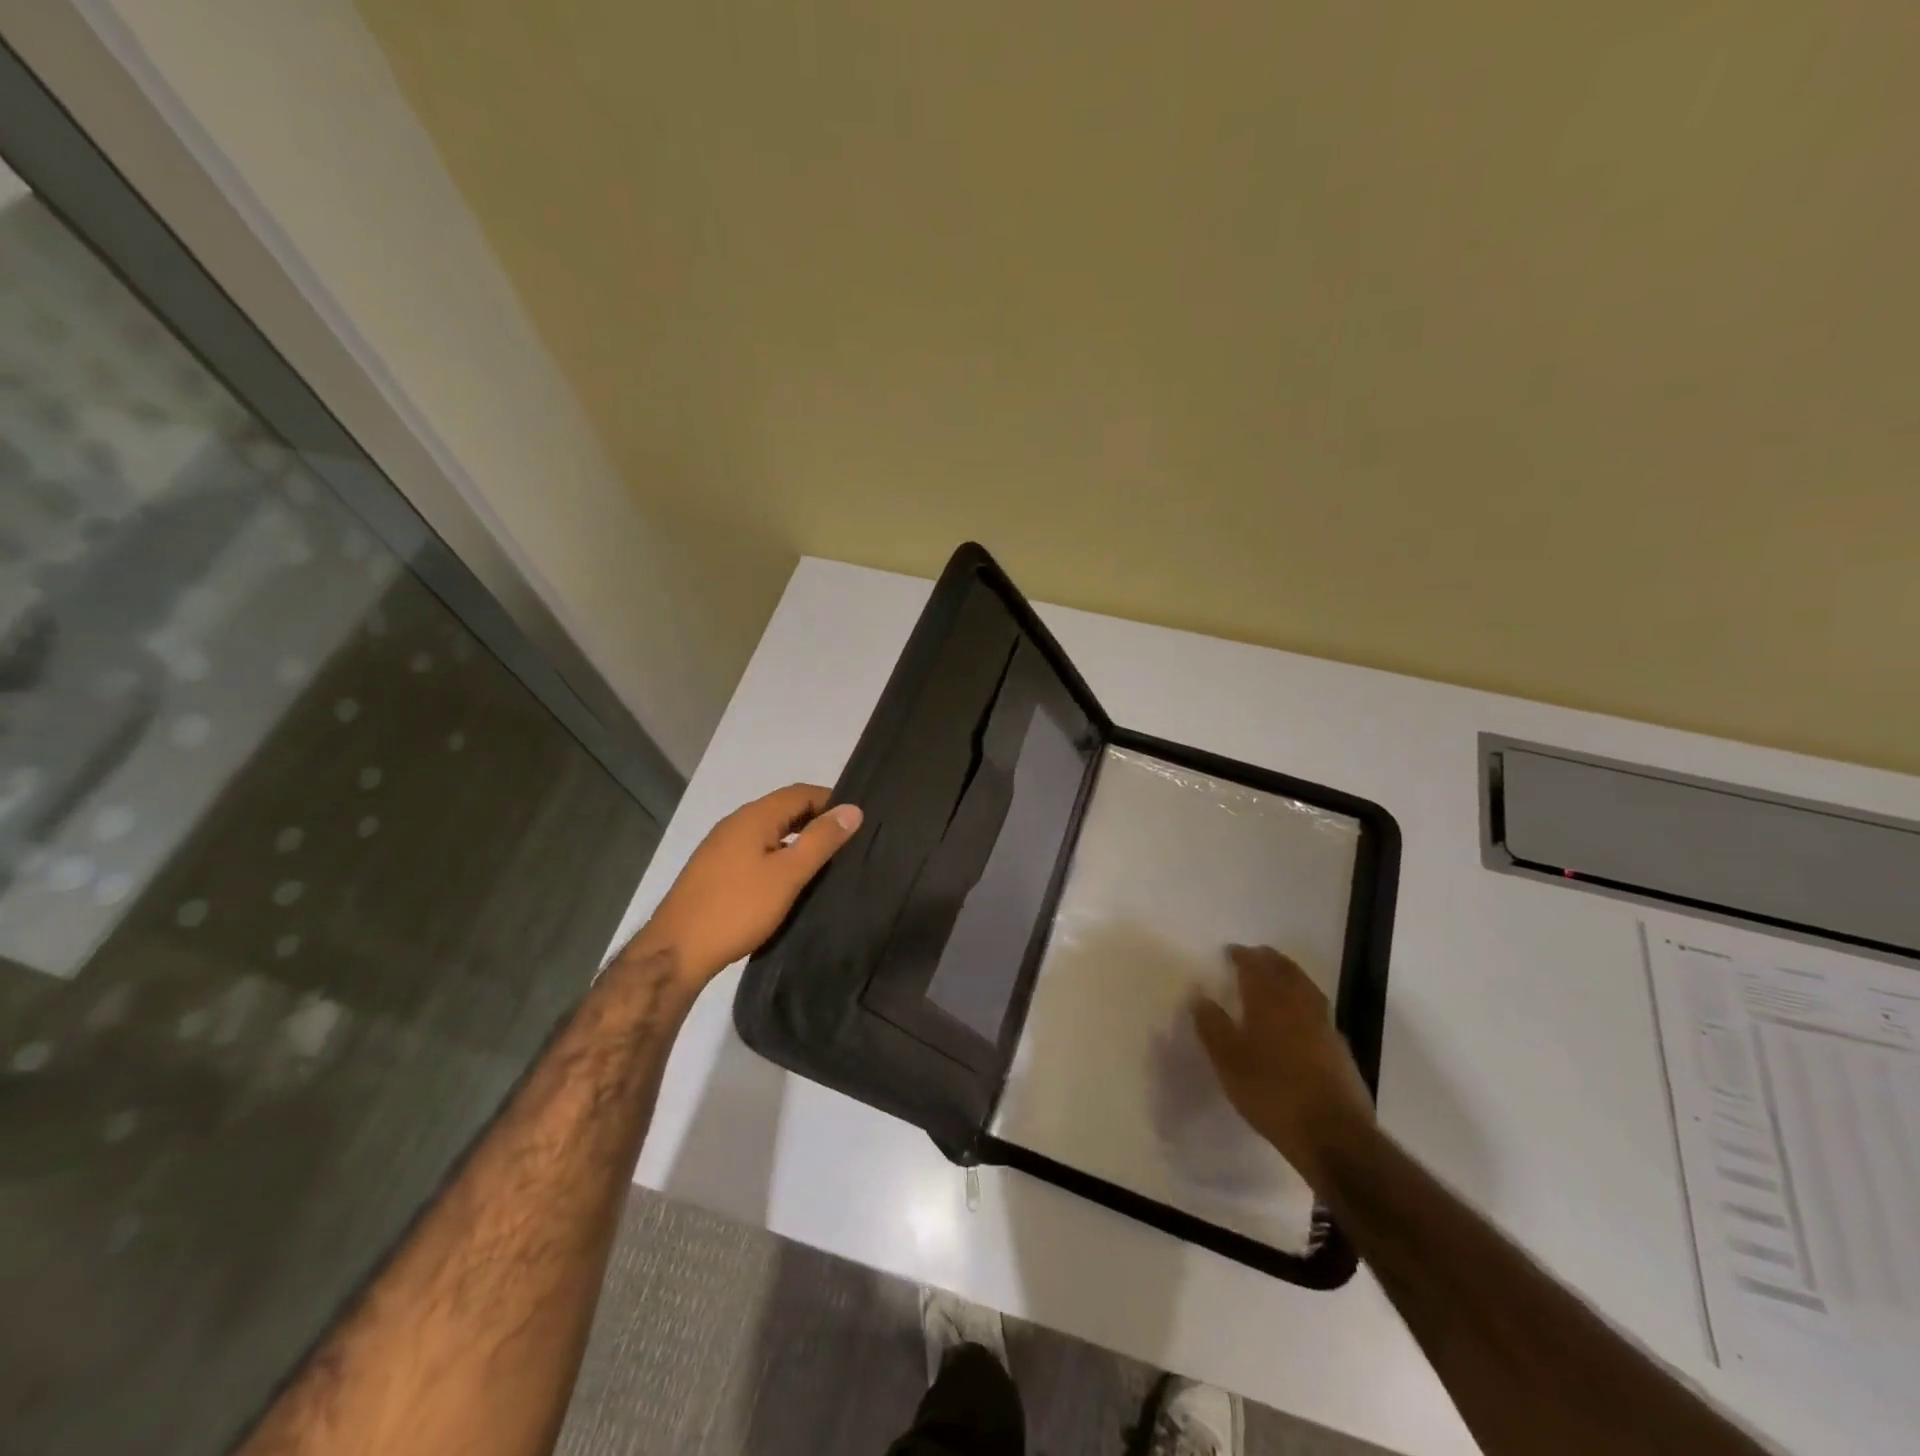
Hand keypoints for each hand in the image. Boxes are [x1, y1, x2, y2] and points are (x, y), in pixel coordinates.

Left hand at [639, 784, 862, 984]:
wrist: (677, 951)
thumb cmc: (738, 908)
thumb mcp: (788, 874)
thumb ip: (821, 840)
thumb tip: (852, 809)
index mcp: (753, 817)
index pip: (801, 792)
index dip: (832, 801)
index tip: (857, 824)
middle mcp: (735, 824)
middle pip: (784, 809)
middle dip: (816, 821)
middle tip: (847, 846)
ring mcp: (721, 847)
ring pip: (769, 832)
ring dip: (797, 841)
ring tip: (824, 865)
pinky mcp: (714, 871)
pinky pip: (756, 851)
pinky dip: (778, 857)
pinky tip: (789, 882)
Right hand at [1190, 945, 1375, 1191]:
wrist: (1333, 1135)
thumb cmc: (1272, 1093)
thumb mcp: (1228, 1062)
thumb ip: (1212, 1026)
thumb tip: (1199, 997)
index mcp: (1269, 1001)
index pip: (1254, 966)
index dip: (1242, 956)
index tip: (1230, 951)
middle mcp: (1299, 1004)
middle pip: (1285, 970)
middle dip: (1268, 960)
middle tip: (1254, 956)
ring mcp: (1324, 1025)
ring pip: (1306, 987)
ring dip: (1290, 975)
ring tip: (1277, 977)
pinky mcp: (1340, 1048)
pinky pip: (1318, 1009)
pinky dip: (1305, 1000)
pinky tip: (1299, 1015)